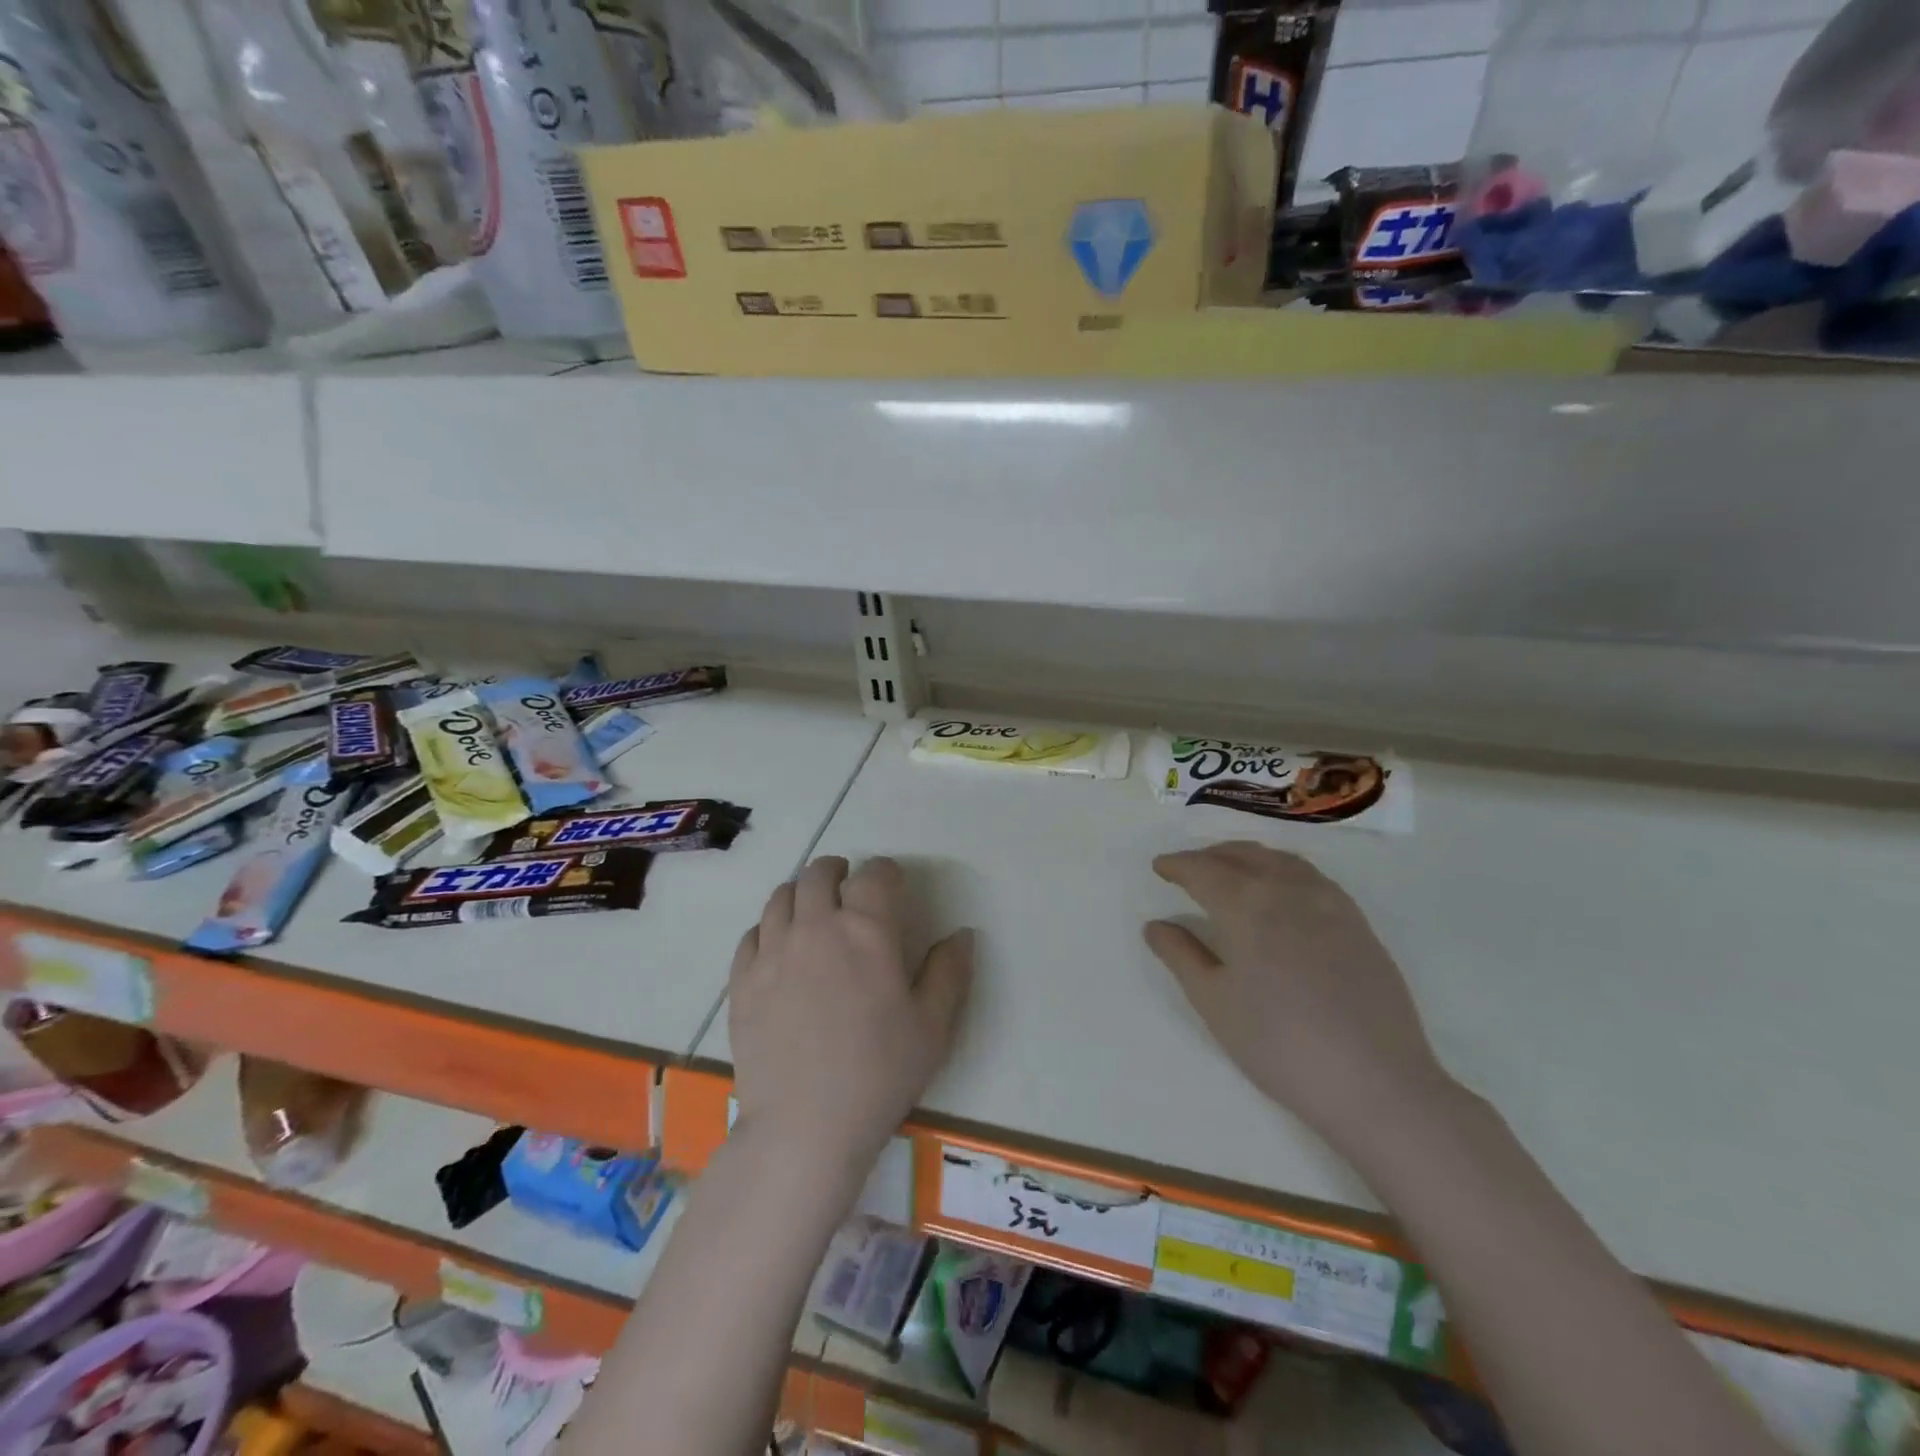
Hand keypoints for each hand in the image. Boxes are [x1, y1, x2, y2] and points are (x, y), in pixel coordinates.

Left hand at [729, 856, 972, 1176]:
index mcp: (866, 930)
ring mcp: (772, 951)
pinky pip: (751, 934)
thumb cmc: (879, 1073)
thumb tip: (962, 935)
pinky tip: (778, 945)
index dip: (886, 871)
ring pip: (781, 897)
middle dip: (837, 870)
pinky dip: (768, 927)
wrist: (805, 1126)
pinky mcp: (742, 980)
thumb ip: (950, 972)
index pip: (874, 874)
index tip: (892, 881)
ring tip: (812, 908)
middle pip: (818, 874)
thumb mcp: (933, 1026)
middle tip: (847, 883)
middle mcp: (816, 926)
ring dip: (801, 892)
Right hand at [1144, 842, 1455, 1148]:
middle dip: (1209, 856)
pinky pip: (1311, 876)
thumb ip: (1180, 956)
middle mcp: (1288, 889)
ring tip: (1229, 871)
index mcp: (1247, 905)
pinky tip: (1280, 891)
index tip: (1160, 867)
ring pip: (1279, 860)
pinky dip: (1282, 869)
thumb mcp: (1214, 1003)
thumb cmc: (1279, 1044)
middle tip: (1187, 869)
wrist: (1376, 1083)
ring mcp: (1329, 902)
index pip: (1203, 870)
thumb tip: (1155, 925)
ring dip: (1247, 857)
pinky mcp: (1357, 922)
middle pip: (1241, 856)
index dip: (1178, 865)